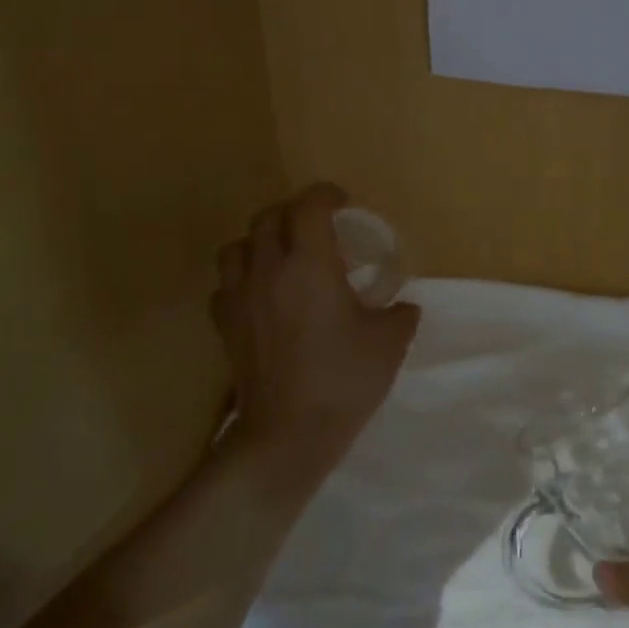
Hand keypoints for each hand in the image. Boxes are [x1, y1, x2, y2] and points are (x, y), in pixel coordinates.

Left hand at [211, 183, 420, 494]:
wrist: (288, 433)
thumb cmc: (343, 380)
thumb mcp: (389, 343)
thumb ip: (399, 314)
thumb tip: (403, 306)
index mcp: (310, 264)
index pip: (309, 206)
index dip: (326, 194)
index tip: (342, 201)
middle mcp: (268, 269)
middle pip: (268, 217)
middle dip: (293, 211)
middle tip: (316, 224)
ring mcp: (240, 297)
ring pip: (237, 245)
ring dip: (260, 240)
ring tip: (281, 254)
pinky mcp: (225, 325)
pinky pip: (225, 285)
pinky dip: (241, 278)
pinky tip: (259, 294)